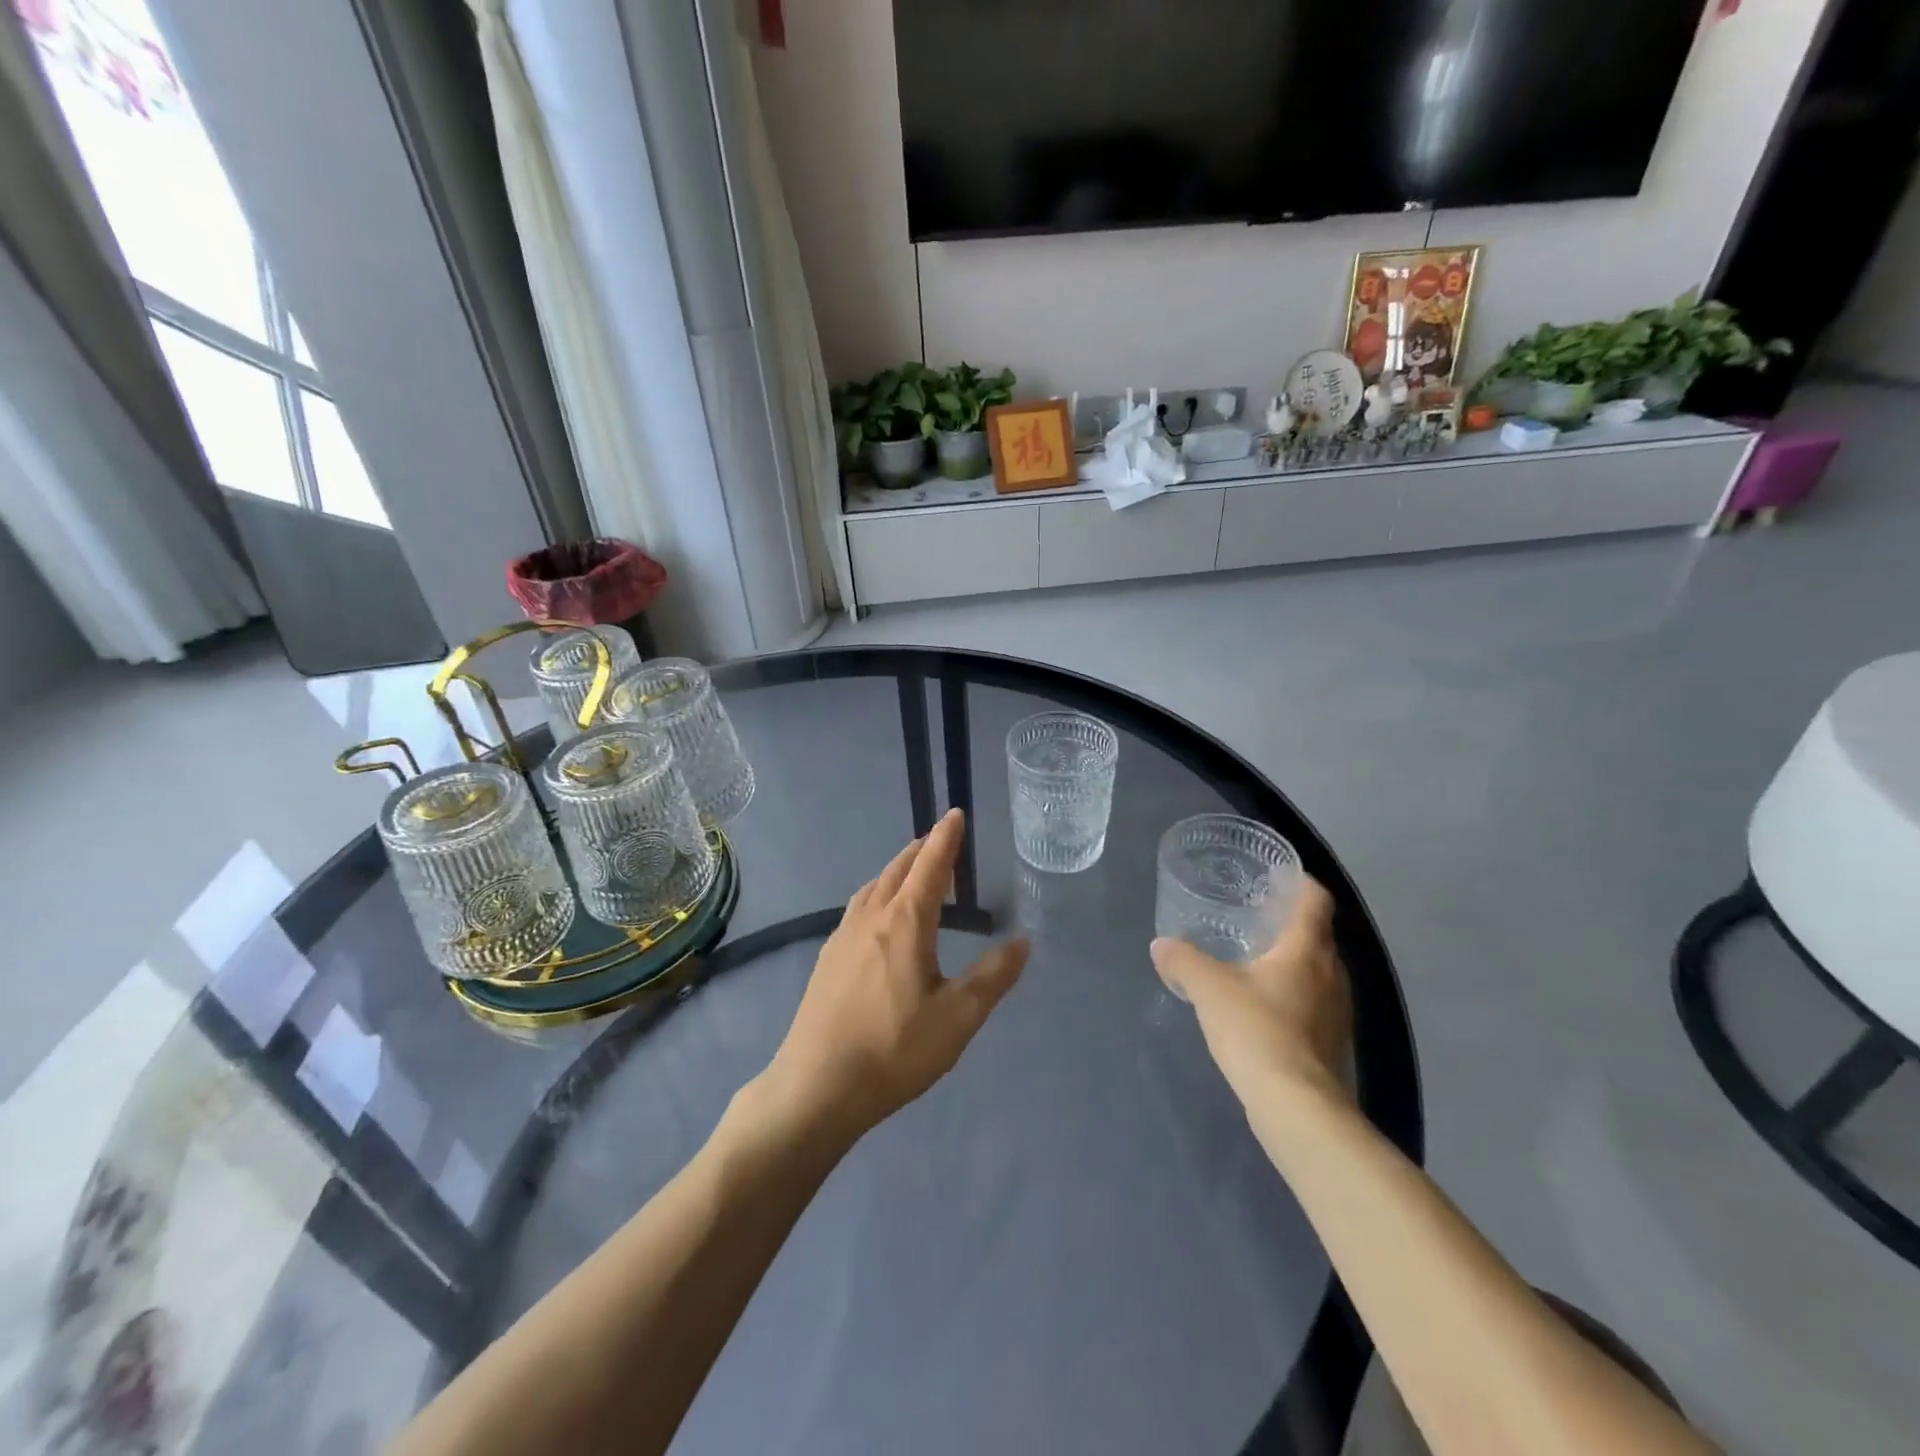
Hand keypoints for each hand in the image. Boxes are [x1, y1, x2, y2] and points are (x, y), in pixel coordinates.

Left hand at [764, 809, 1028, 1139]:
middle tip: (941, 841)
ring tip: (914, 874)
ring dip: (897, 870)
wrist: (816, 1086)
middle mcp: (871, 917)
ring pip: (874, 886)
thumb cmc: (894, 1049)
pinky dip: (878, 894)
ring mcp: (842, 936)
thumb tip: (1023, 941)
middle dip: (922, 849)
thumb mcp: (957, 1017)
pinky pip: (858, 907)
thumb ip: (993, 976)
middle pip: (898, 869)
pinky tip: (880, 918)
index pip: (930, 866)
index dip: (946, 838)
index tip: (955, 813)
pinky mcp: (827, 958)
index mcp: (905, 922)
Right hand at [1150, 879, 1352, 1112]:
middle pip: (1318, 935)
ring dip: (1293, 961)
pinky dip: (1293, 994)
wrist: (1296, 1106)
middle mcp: (1331, 974)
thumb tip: (1161, 945)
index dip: (1300, 882)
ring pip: (1318, 972)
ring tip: (1256, 959)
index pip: (1316, 901)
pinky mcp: (1331, 1043)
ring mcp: (1337, 1012)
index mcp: (1306, 950)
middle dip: (1291, 923)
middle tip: (1256, 915)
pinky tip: (1263, 1005)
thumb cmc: (1256, 1030)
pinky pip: (1314, 1003)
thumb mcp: (1208, 988)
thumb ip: (1183, 960)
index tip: (1277, 874)